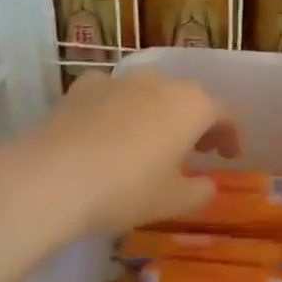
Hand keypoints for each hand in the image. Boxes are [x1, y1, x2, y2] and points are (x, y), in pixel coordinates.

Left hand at [14, 72, 237, 236]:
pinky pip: (110, 95)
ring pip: (147, 92)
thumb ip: (199, 192)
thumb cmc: (125, 190)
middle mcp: (157, 82)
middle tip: (195, 149)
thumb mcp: (172, 201)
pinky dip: (117, 109)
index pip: (223, 113)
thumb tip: (207, 185)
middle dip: (195, 121)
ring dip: (157, 112)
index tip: (228, 157)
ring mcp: (116, 81)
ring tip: (150, 140)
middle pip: (186, 97)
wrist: (50, 178)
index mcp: (190, 105)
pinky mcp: (80, 88)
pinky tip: (107, 131)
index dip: (230, 135)